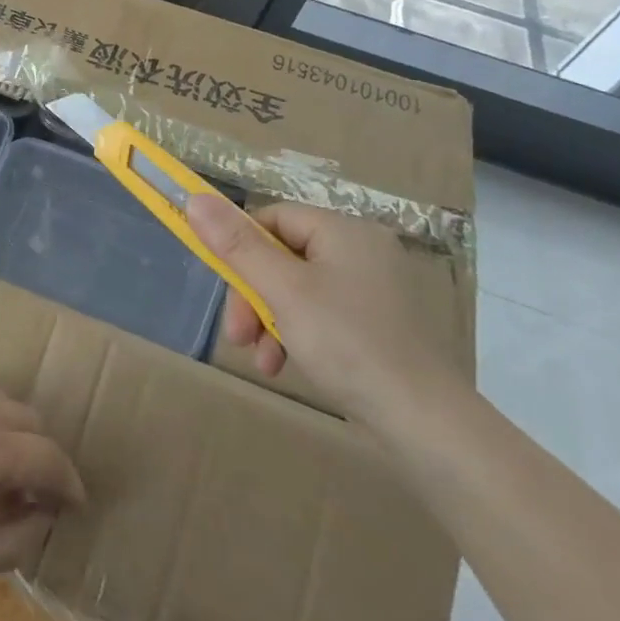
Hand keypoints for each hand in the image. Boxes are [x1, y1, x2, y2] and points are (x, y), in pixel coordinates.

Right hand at [186, 194, 456, 427]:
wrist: (424, 422)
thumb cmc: (347, 343)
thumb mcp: (282, 291)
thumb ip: (236, 245)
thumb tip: (194, 198)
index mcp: (344, 231)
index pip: (273, 219)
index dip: (240, 247)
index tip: (225, 286)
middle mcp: (361, 250)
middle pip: (281, 257)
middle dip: (252, 297)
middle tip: (237, 336)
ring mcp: (371, 288)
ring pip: (295, 289)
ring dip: (268, 321)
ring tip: (261, 360)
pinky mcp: (375, 322)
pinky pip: (319, 313)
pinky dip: (295, 335)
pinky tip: (284, 365)